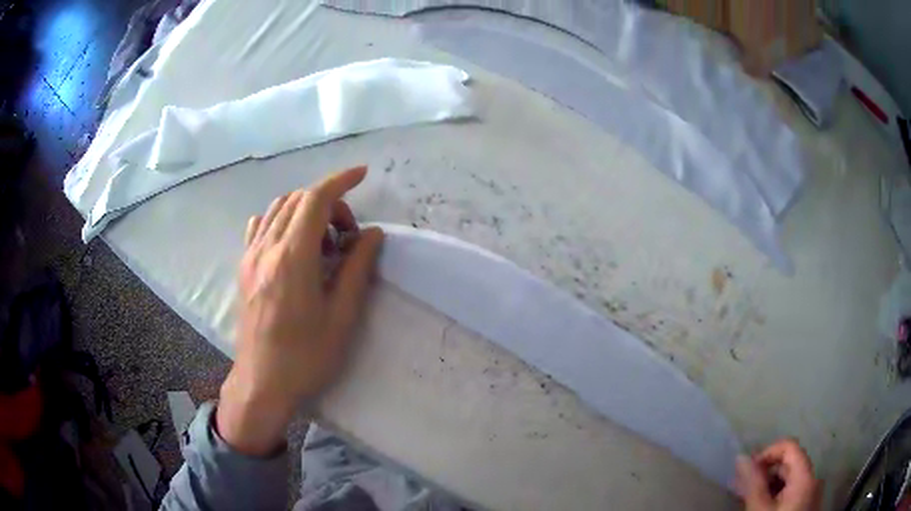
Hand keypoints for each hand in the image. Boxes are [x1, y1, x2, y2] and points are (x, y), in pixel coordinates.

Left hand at [216, 166, 383, 455]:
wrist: (262, 383)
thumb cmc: (306, 357)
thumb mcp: (342, 316)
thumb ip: (357, 268)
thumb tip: (371, 234)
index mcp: (292, 258)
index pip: (315, 199)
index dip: (341, 181)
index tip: (362, 174)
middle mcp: (266, 248)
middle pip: (297, 200)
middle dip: (328, 203)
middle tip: (347, 236)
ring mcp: (250, 257)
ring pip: (277, 209)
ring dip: (305, 211)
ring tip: (323, 243)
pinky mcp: (243, 268)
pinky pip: (260, 226)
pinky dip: (281, 221)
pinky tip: (293, 244)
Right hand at [736, 439, 820, 510]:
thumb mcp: (759, 509)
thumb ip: (753, 483)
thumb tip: (741, 458)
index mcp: (806, 475)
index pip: (789, 446)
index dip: (767, 453)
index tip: (747, 470)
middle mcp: (814, 478)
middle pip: (790, 464)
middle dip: (766, 473)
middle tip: (744, 489)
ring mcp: (813, 492)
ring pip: (791, 479)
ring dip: (770, 485)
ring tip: (751, 500)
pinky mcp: (808, 505)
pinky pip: (794, 491)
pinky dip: (778, 495)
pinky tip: (764, 507)